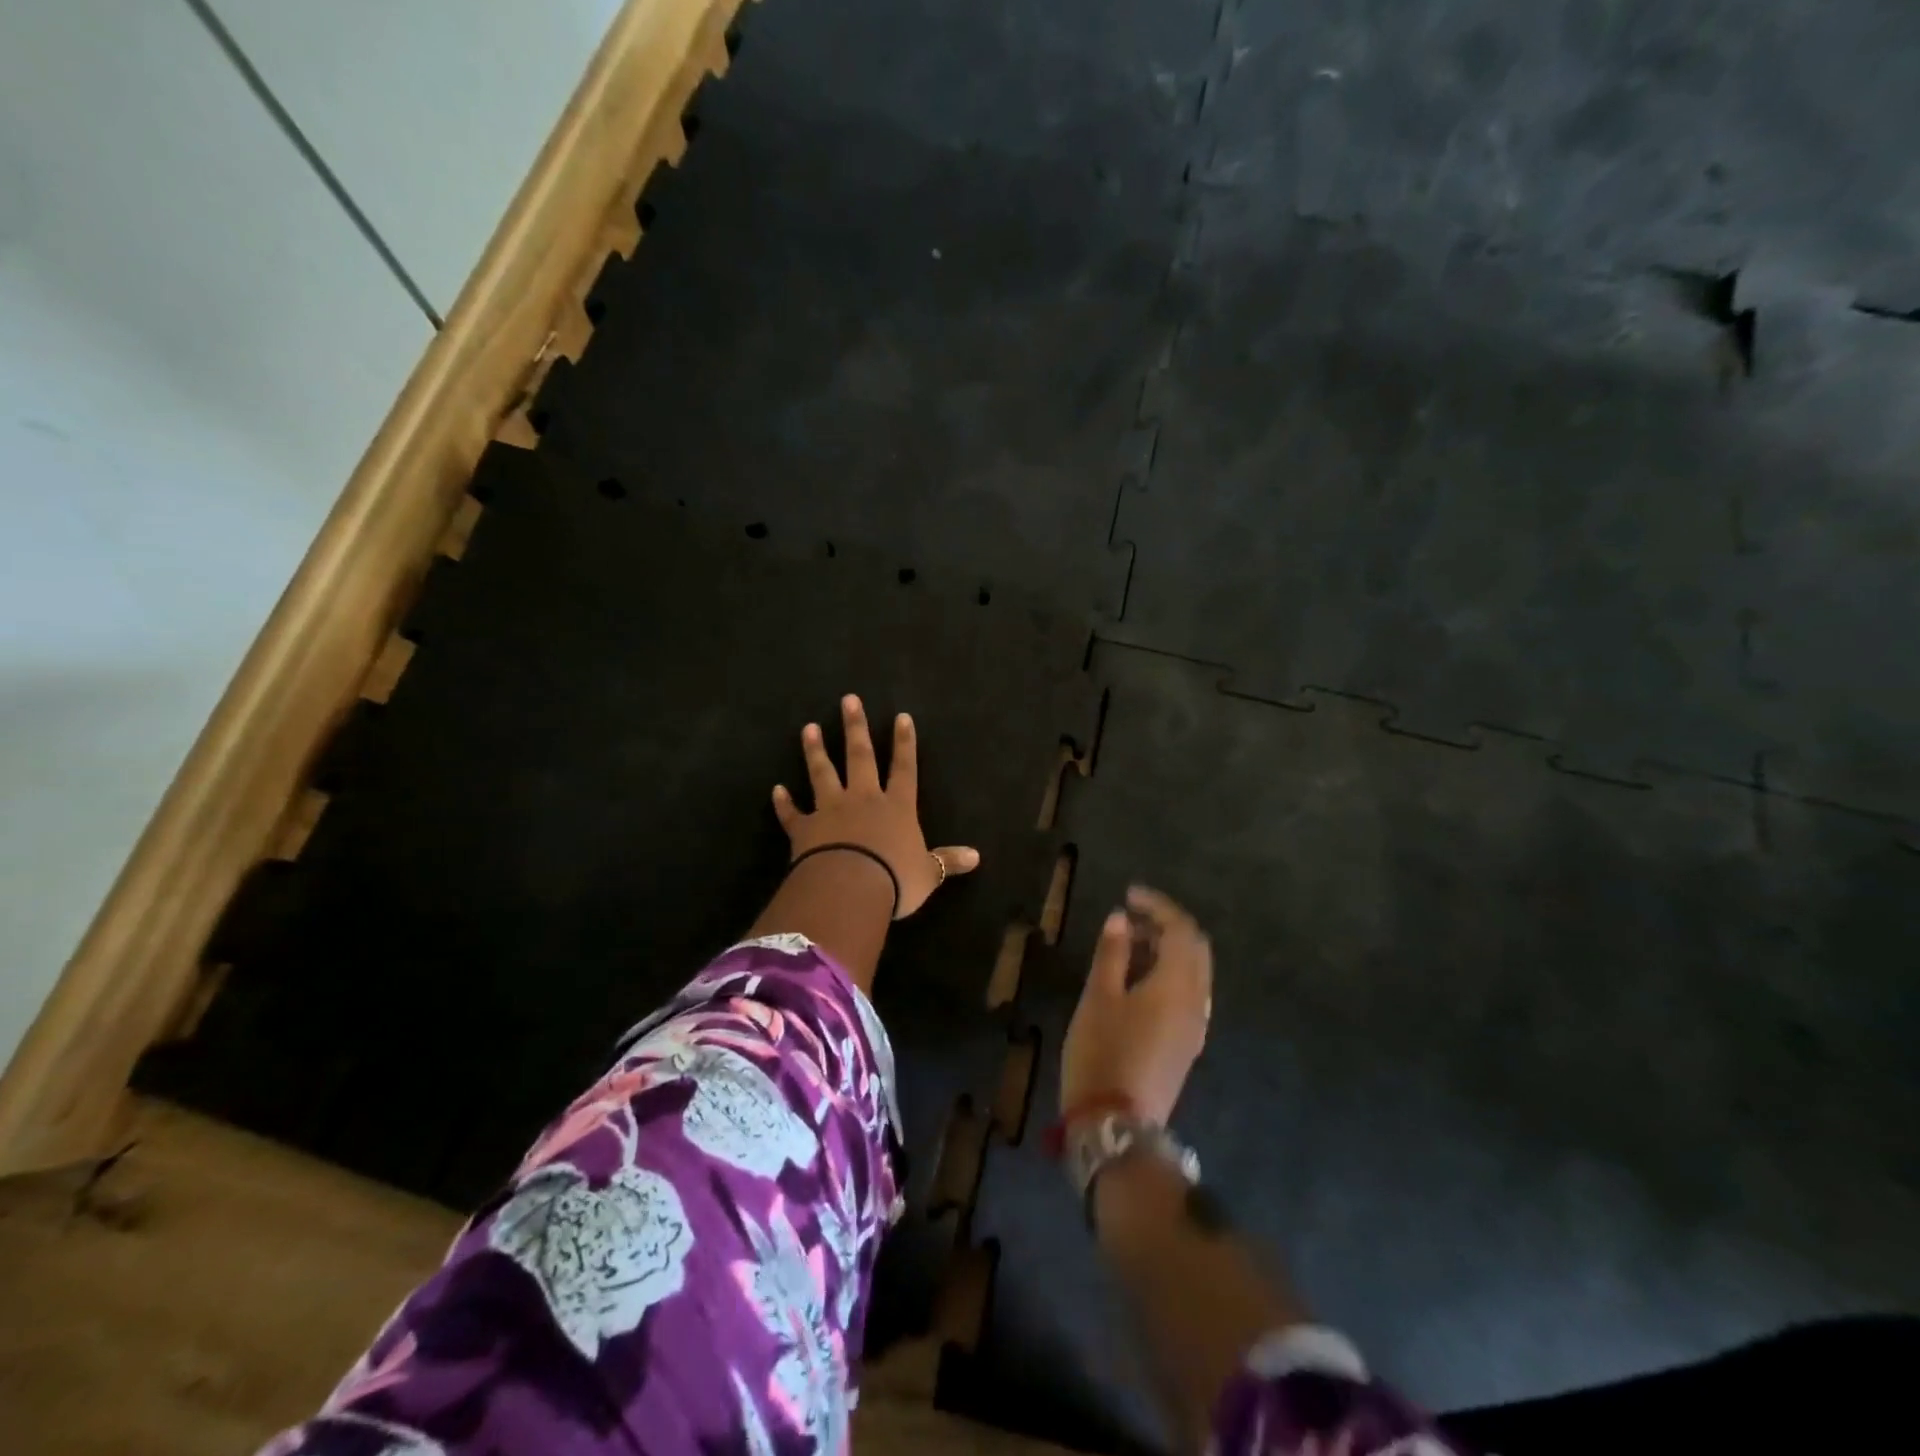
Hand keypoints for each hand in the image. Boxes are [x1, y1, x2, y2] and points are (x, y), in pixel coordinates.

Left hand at [773, 694, 979, 918]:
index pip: (904, 768)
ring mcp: (831, 810)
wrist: (849, 888)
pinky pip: (792, 813)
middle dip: (855, 728)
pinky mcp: (805, 829)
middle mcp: (863, 800)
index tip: (901, 717)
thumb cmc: (896, 879)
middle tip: (848, 700)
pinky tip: (776, 790)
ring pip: (823, 773)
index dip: (904, 743)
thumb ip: (947, 861)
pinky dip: (784, 803)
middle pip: (860, 757)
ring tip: (808, 728)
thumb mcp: (928, 873)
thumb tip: (977, 857)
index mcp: (897, 807)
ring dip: (815, 751)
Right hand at [1060, 886, 1212, 1124]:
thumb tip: (1121, 918)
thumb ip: (1112, 953)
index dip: (1157, 906)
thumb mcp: (1098, 997)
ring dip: (1167, 950)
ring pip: (1193, 972)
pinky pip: (1187, 994)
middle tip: (1130, 920)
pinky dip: (1168, 973)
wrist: (1116, 1126)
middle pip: (1195, 949)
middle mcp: (1196, 1002)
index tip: (1129, 895)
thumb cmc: (1102, 1053)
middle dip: (1166, 926)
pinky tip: (1137, 981)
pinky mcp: (1186, 1045)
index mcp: (1177, 986)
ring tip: (1127, 946)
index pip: (1181, 930)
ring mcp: (1194, 1027)